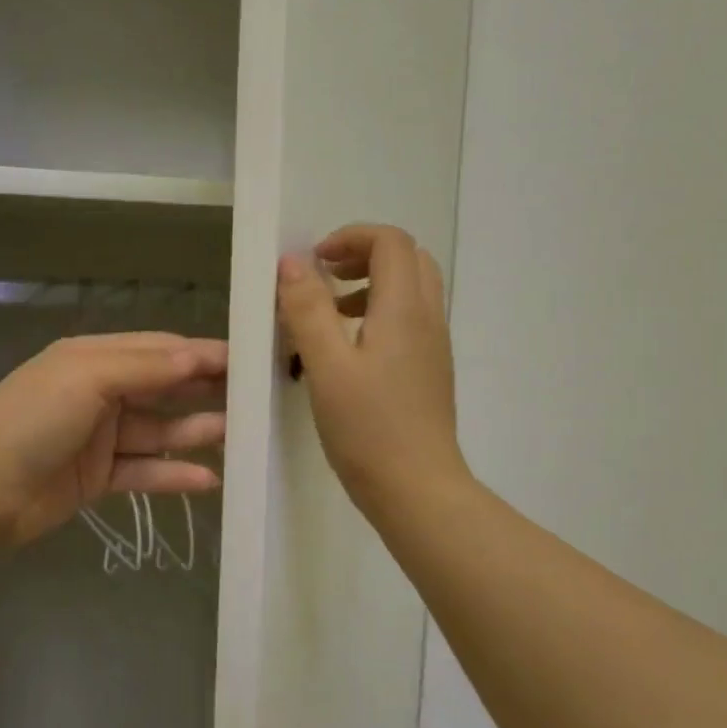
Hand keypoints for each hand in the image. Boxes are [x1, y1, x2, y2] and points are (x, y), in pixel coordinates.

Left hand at [0, 333, 227, 544]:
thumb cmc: (32, 419)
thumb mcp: (88, 378)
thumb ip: (145, 367)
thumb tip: (198, 354)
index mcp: (94, 358)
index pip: (159, 349)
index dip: (200, 354)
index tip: (247, 360)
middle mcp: (100, 392)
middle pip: (163, 388)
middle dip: (204, 391)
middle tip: (255, 398)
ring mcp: (99, 438)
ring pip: (158, 431)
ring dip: (195, 433)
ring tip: (240, 437)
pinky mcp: (98, 478)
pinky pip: (144, 472)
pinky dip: (172, 475)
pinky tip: (208, 480)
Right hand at [277, 224, 468, 519]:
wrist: (417, 490)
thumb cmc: (368, 428)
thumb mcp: (326, 366)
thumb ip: (308, 310)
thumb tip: (293, 263)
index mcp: (404, 309)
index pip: (390, 242)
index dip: (351, 237)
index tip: (314, 261)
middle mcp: (427, 319)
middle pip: (408, 259)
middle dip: (364, 255)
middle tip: (325, 277)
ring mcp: (433, 346)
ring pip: (411, 290)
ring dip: (371, 284)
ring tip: (329, 313)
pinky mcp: (429, 371)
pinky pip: (409, 320)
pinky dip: (379, 313)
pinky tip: (347, 351)